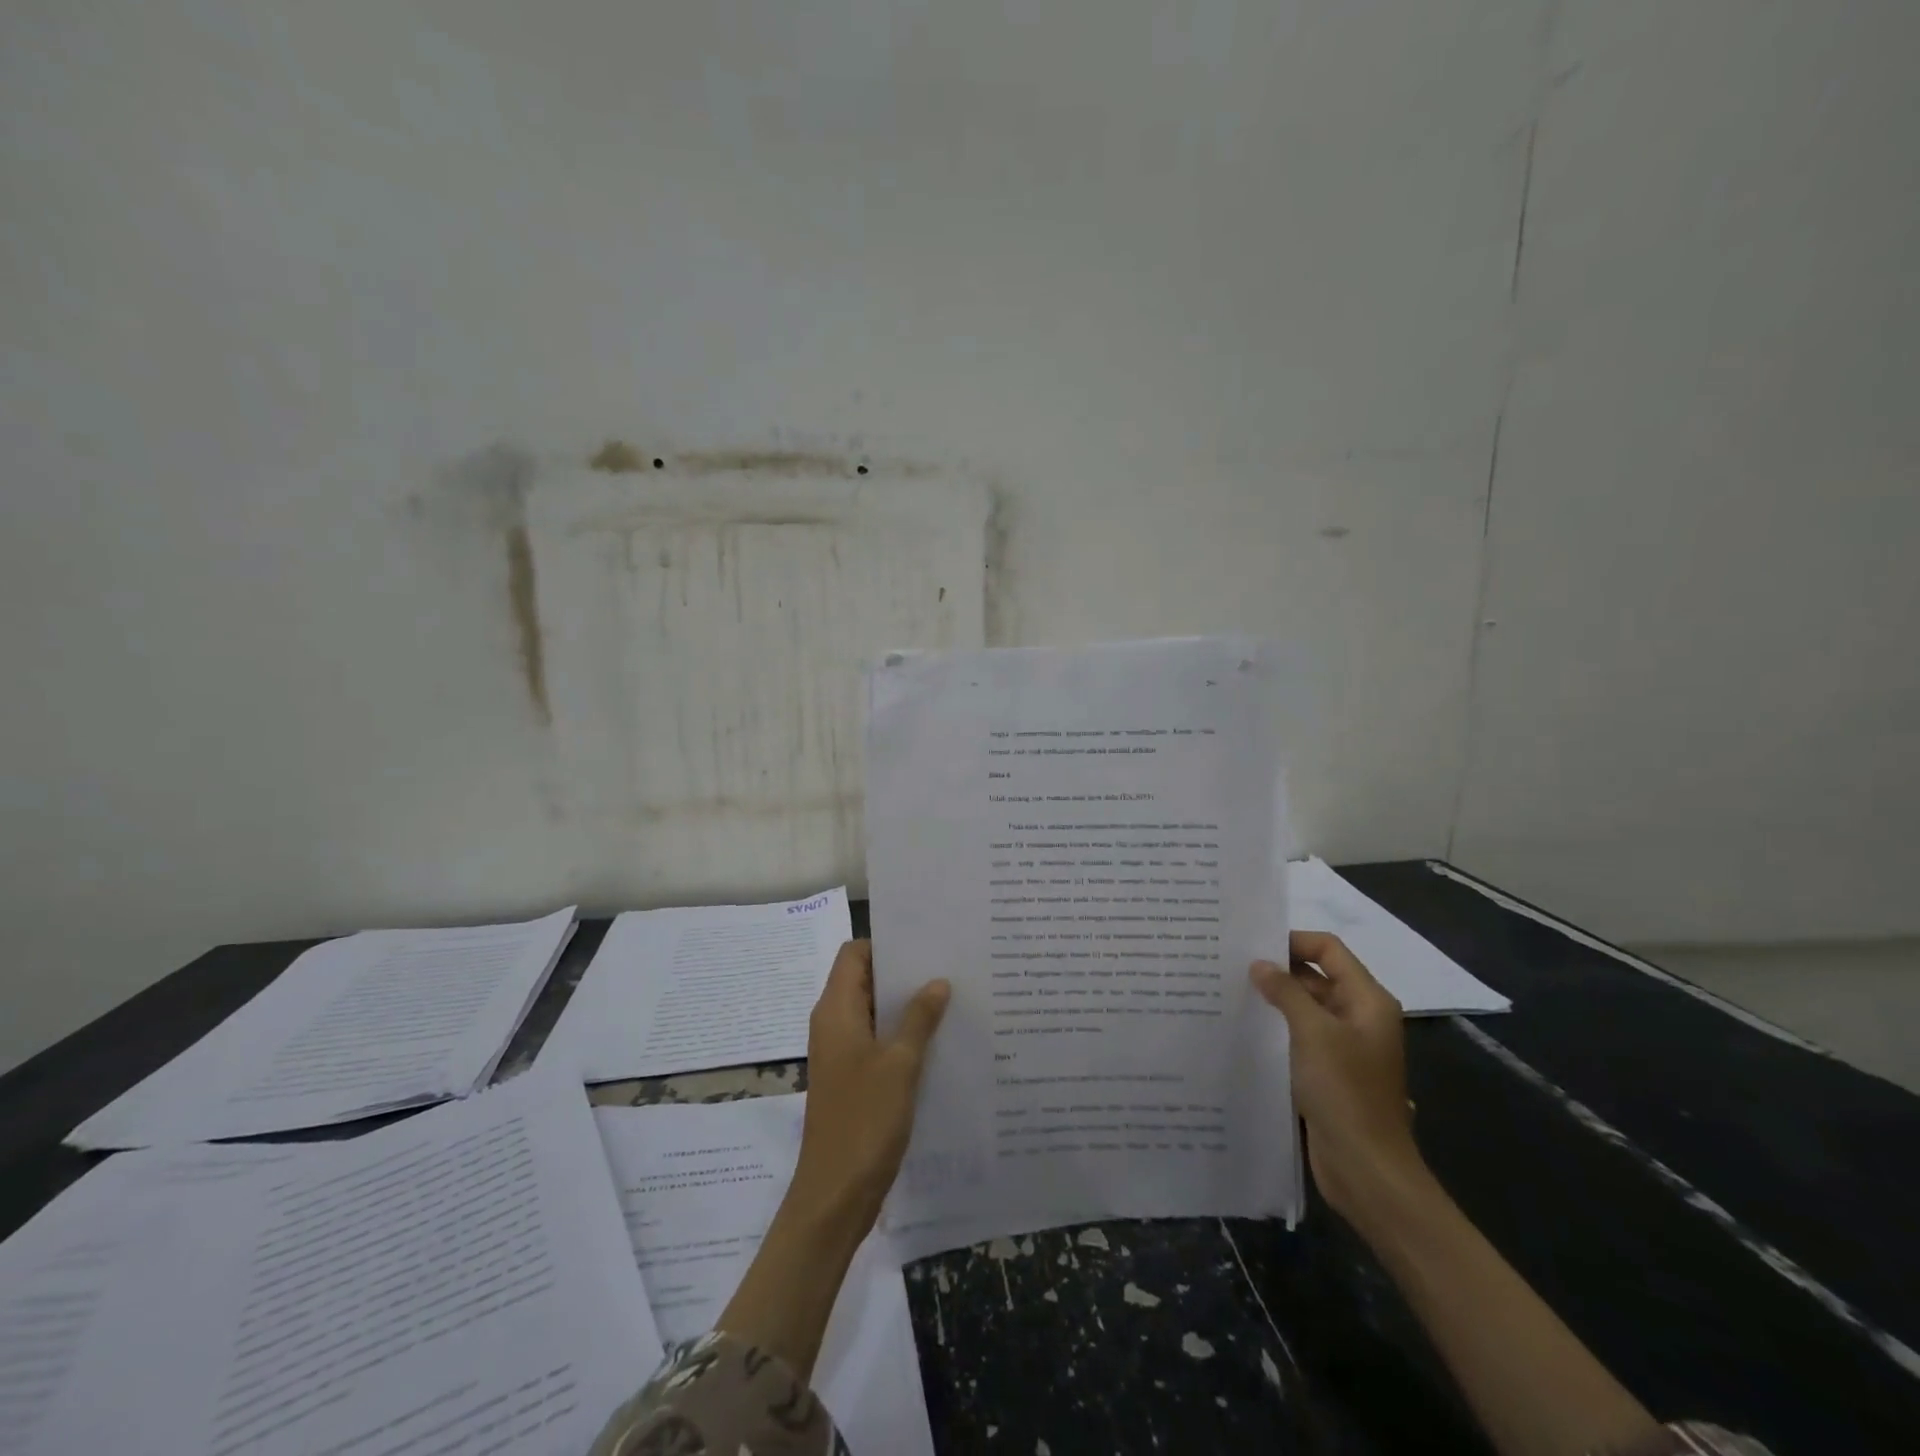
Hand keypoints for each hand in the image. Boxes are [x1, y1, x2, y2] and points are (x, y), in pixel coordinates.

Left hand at [791, 939, 949, 1236]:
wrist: (835, 1196)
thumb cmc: (864, 1121)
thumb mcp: (899, 1064)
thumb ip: (919, 1018)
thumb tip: (937, 981)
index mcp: (836, 1011)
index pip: (854, 954)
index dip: (886, 945)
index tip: (925, 945)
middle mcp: (835, 1024)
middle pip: (866, 981)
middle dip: (904, 974)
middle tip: (949, 968)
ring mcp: (843, 1054)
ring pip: (876, 1013)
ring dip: (908, 1007)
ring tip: (953, 1000)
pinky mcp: (853, 1079)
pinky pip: (879, 1042)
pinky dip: (904, 1036)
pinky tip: (940, 1042)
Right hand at [1251, 931, 1424, 1222]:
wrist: (1367, 1169)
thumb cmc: (1345, 1092)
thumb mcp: (1314, 1033)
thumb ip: (1286, 992)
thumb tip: (1259, 964)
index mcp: (1367, 1000)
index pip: (1328, 949)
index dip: (1293, 941)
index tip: (1251, 945)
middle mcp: (1359, 1017)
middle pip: (1316, 975)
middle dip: (1278, 970)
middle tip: (1230, 965)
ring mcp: (1344, 1046)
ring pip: (1305, 1007)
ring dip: (1274, 999)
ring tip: (1229, 992)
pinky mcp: (1328, 1072)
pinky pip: (1300, 1036)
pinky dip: (1276, 1028)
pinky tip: (1244, 1028)